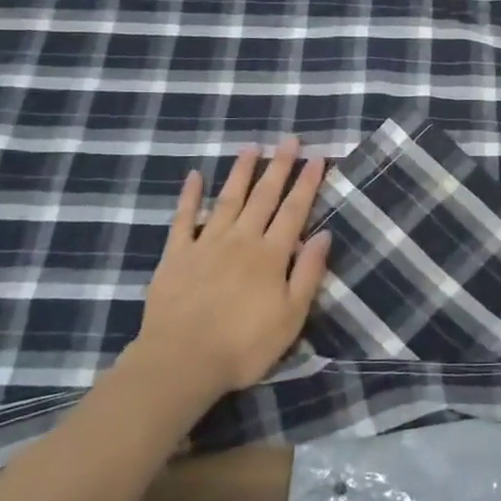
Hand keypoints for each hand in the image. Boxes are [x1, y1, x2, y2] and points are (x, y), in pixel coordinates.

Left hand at [132, 138, 331, 405]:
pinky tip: (194, 176)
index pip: (294, 211)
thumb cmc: (244, 346)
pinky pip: (183, 219)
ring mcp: (206, 244)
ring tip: (251, 147)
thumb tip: (324, 235)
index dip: (307, 183)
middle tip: (290, 139)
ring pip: (228, 199)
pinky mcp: (176, 255)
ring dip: (241, 172)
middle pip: (264, 197)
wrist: (181, 361)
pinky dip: (189, 196)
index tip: (318, 157)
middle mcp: (241, 239)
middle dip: (279, 166)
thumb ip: (308, 273)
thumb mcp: (291, 317)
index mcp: (271, 255)